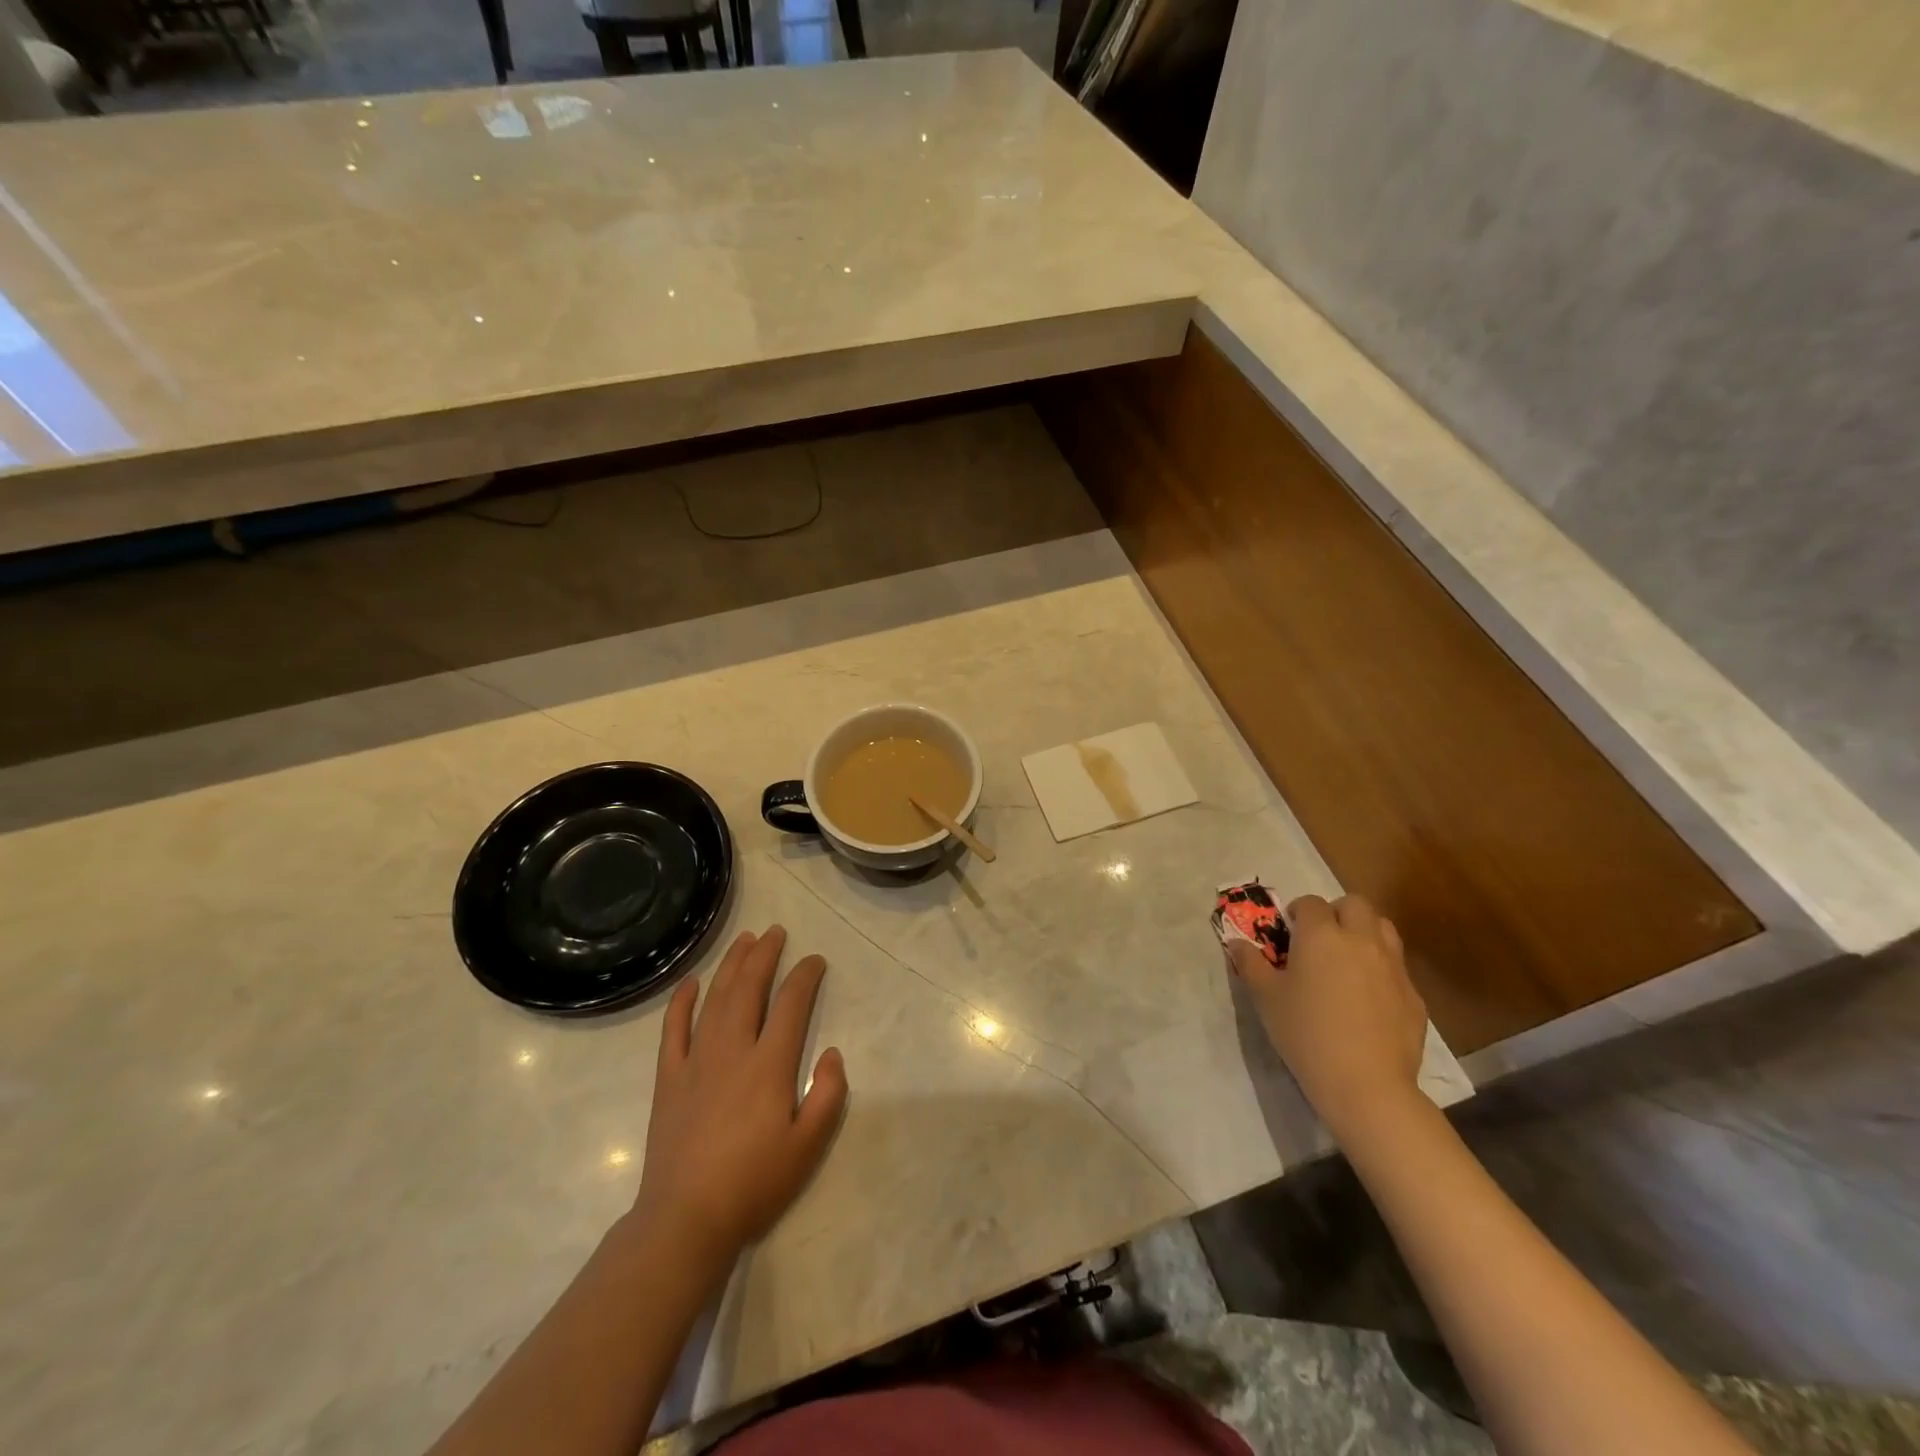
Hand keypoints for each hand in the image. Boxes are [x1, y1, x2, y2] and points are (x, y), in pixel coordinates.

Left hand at [634, 925, 847, 1261]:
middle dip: (765, 956)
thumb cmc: (754, 1183)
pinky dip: (681, 1002)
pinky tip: (690, 982)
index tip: (815, 961)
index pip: (792, 1004)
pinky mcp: (669, 1078)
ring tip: (745, 940)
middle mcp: (732, 1050)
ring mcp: (696, 1061)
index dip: (805, 976)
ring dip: (730, 966)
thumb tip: (833, 1054)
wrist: (685, 1220)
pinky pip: (673, 1030)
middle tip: (776, 932)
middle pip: (749, 989)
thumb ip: (829, 1095)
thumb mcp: (808, 1146)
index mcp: (769, 1065)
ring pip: (714, 999)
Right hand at [1229, 893, 1426, 1138]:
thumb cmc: (1306, 1033)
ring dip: (1364, 933)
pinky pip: (1397, 967)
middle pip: (1354, 904)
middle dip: (1337, 913)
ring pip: (1383, 928)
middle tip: (1320, 940)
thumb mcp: (1266, 997)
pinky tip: (1368, 1000)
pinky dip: (1381, 970)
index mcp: (1321, 935)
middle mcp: (1360, 940)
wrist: (1366, 1085)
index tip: (1288, 933)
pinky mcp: (1414, 995)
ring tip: (1347, 960)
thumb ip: (1250, 964)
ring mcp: (1393, 966)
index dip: (1298, 913)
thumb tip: (1235, 943)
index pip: (1311, 903)